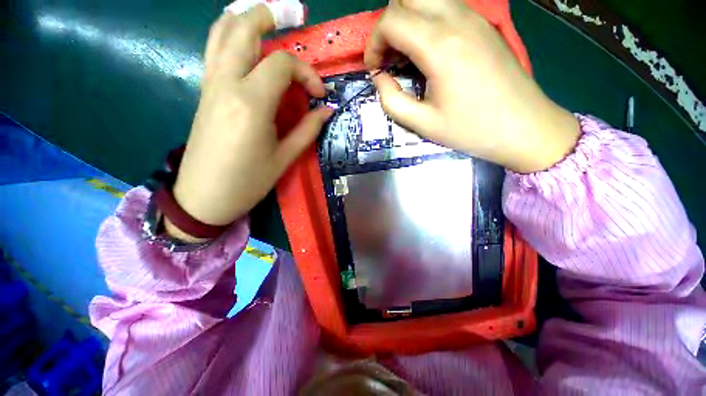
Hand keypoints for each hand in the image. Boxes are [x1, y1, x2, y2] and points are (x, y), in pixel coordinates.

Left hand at [166, 5, 331, 240]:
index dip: (306, 74)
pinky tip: (243, 40)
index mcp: (251, 103)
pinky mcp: (204, 92)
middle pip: (243, 28)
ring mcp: (210, 85)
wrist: (203, 197)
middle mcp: (227, 84)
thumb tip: (327, 110)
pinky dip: (228, 34)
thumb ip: (307, 130)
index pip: (281, 64)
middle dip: (268, 15)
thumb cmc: (248, 182)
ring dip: (244, 17)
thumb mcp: (284, 158)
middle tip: (291, 15)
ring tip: (266, 18)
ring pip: (220, 32)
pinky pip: (213, 50)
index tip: (318, 95)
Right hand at [365, 0, 579, 173]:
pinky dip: (426, 22)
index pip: (392, 20)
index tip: (375, 69)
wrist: (524, 126)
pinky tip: (428, 52)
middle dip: (388, 25)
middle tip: (388, 57)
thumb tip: (379, 78)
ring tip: (406, 55)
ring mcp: (474, 17)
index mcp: (440, 46)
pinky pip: (445, 7)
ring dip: (407, 21)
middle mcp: (457, 20)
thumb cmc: (471, 129)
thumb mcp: (422, 123)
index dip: (374, 43)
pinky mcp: (483, 24)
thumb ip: (392, 100)